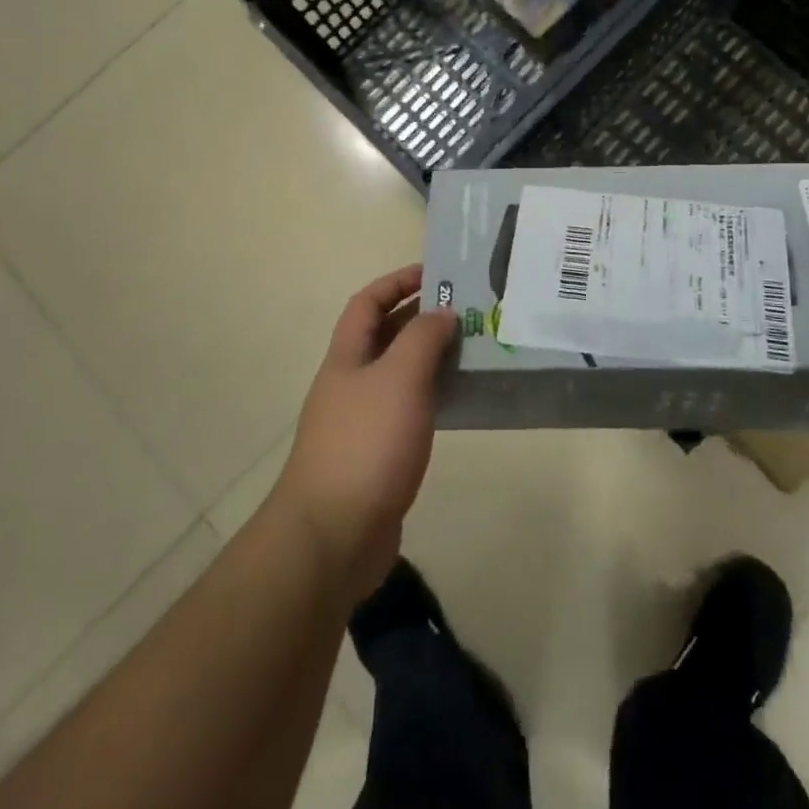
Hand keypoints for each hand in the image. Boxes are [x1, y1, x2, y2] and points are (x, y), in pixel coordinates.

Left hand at [270, 265, 457, 601]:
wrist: (334, 536)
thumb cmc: (366, 443)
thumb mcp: (399, 379)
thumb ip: (423, 339)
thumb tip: (442, 312)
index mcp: (347, 357)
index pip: (368, 303)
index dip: (397, 281)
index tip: (436, 272)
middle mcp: (351, 383)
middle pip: (385, 336)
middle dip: (421, 317)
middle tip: (468, 310)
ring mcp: (363, 421)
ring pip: (400, 375)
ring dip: (432, 358)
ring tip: (474, 349)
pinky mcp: (379, 456)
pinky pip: (409, 410)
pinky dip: (433, 397)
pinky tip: (461, 401)